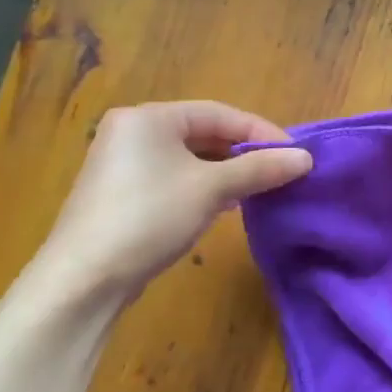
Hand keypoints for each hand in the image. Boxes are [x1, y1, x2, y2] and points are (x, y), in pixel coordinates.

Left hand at [32, 101, 311, 299]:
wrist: (85, 278)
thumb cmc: (150, 217)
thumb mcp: (214, 188)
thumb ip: (261, 168)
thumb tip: (306, 158)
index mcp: (150, 118)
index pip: (221, 113)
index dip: (263, 132)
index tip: (296, 155)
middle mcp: (134, 132)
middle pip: (206, 133)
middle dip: (247, 152)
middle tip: (281, 172)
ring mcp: (124, 163)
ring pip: (192, 157)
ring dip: (230, 171)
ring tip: (261, 188)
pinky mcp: (123, 192)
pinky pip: (177, 176)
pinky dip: (206, 185)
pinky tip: (226, 204)